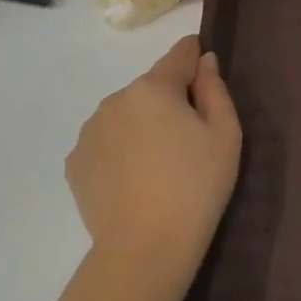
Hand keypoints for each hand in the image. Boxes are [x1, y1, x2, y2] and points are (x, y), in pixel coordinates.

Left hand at [66, 36, 240, 261]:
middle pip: (151, 89)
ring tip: (162, 166)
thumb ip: (215, 90)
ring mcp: (89, 132)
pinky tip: (137, 181)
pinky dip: (122, 152)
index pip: (178, 55)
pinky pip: (106, 144)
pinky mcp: (75, 163)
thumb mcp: (225, 134)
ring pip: (125, 116)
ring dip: (143, 127)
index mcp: (153, 88)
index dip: (194, 56)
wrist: (147, 245)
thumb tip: (204, 61)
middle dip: (170, 102)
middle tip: (192, 140)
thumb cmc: (198, 185)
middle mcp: (115, 100)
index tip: (205, 67)